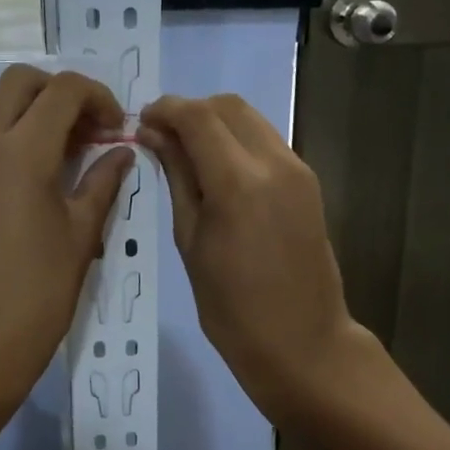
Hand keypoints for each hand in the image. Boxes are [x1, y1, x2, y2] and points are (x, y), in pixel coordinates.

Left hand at [0, 65, 134, 419]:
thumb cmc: (38, 292)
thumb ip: (103, 181)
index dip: (98, 97)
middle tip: (89, 130)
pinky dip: (7, 131)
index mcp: (20, 151)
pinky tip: (32, 170)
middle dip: (61, 93)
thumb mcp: (81, 233)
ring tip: (64, 149)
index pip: (63, 90)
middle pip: (20, 81)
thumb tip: (122, 151)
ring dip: (31, 109)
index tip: (117, 128)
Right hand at [139, 94, 373, 422]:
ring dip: (215, 122)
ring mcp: (298, 170)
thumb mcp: (190, 242)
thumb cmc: (233, 308)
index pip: (197, 117)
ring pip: (251, 119)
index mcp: (238, 182)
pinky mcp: (308, 182)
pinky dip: (238, 140)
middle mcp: (274, 163)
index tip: (141, 121)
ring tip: (186, 152)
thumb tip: (155, 135)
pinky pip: (267, 141)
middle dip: (190, 110)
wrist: (303, 343)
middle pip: (228, 106)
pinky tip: (218, 169)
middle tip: (161, 137)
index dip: (165, 110)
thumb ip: (177, 179)